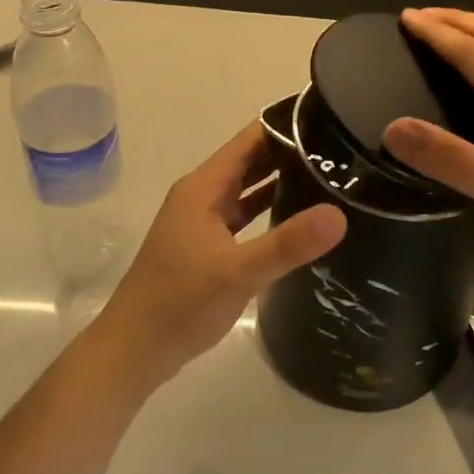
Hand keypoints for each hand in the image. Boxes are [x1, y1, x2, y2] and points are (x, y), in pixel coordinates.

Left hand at [93, 122, 346, 385]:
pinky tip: (298, 218)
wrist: (133, 352)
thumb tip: (339, 214)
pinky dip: (268, 211)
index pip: (250, 140)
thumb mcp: (238, 273)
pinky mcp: (207, 247)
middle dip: (290, 152)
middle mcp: (201, 196)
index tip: (329, 121)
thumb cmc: (179, 304)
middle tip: (340, 150)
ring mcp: (202, 222)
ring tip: (329, 176)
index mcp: (203, 188)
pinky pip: (244, 216)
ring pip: (247, 190)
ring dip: (281, 181)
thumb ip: (288, 244)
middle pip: (250, 161)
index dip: (286, 126)